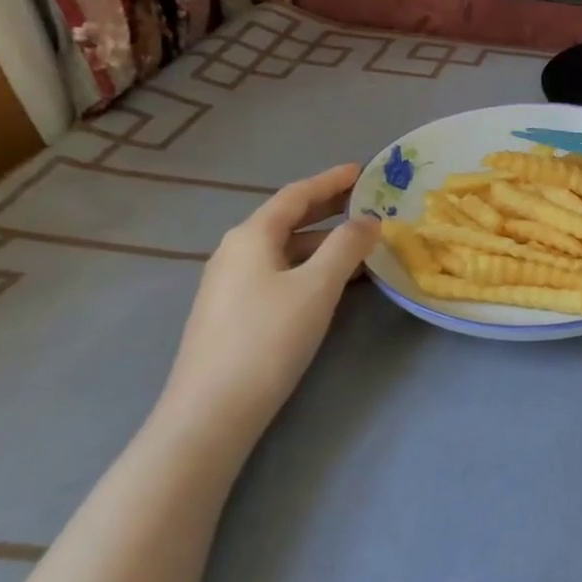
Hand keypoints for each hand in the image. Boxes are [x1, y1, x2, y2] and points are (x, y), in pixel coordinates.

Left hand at [155, 165, 380, 452]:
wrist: (212, 410)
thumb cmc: (268, 338)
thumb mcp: (317, 287)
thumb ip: (347, 247)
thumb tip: (369, 221)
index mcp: (251, 236)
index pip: (296, 196)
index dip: (331, 181)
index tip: (362, 170)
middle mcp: (236, 252)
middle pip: (288, 220)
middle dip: (328, 209)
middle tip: (367, 202)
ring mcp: (231, 284)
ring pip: (285, 249)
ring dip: (323, 242)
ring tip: (361, 245)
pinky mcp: (234, 312)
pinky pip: (279, 273)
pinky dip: (310, 266)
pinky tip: (332, 282)